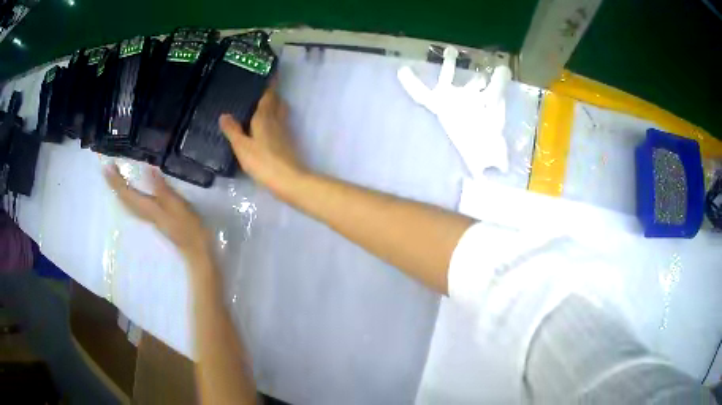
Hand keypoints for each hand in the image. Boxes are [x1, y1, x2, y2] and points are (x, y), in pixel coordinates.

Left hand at [103, 165, 210, 261]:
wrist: (194, 248)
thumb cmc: (187, 226)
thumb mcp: (176, 204)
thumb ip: (161, 188)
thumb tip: (147, 169)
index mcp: (147, 207)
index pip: (126, 192)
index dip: (116, 180)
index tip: (106, 167)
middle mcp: (143, 213)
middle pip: (124, 198)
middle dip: (114, 185)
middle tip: (106, 170)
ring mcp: (148, 217)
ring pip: (127, 203)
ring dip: (119, 191)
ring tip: (113, 180)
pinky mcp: (153, 218)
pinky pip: (133, 206)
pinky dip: (127, 198)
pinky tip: (129, 195)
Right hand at [219, 82, 304, 197]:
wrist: (288, 180)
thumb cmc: (262, 162)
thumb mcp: (242, 146)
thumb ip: (233, 130)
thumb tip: (224, 114)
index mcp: (265, 117)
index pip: (268, 95)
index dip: (270, 84)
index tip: (270, 73)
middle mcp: (277, 120)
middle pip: (276, 102)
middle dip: (272, 94)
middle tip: (262, 88)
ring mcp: (284, 132)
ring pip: (280, 113)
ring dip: (274, 106)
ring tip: (263, 104)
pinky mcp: (287, 143)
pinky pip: (280, 124)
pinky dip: (274, 119)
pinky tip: (267, 126)